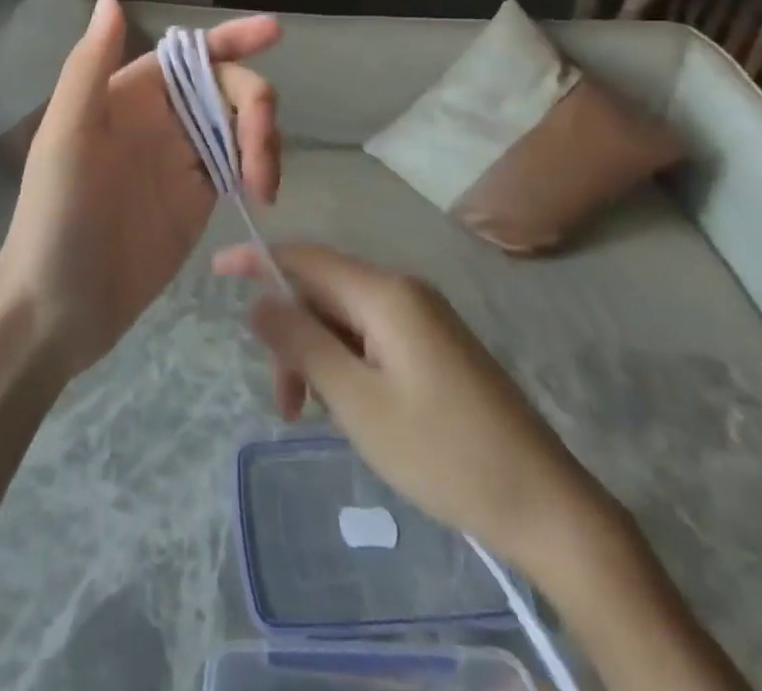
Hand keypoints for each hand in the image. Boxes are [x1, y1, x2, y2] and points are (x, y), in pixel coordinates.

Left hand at [0, 0, 281, 377]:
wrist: (59, 307)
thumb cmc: (56, 217)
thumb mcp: (66, 137)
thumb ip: (89, 67)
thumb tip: (110, 1)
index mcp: (129, 93)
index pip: (189, 53)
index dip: (231, 38)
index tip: (273, 32)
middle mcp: (159, 118)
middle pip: (226, 88)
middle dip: (255, 106)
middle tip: (261, 155)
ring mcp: (182, 159)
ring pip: (241, 125)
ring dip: (264, 140)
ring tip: (262, 185)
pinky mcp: (198, 197)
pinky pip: (242, 165)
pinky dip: (261, 168)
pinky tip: (262, 192)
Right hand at [213, 242, 616, 577]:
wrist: (545, 503)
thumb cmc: (443, 452)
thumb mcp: (358, 403)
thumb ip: (303, 343)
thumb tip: (259, 300)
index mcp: (385, 293)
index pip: (306, 258)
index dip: (257, 260)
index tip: (216, 271)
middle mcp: (404, 290)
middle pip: (325, 291)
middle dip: (293, 334)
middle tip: (286, 403)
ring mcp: (425, 316)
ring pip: (347, 317)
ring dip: (319, 354)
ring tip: (316, 415)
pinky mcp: (437, 344)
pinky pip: (373, 334)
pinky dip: (347, 361)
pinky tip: (351, 406)